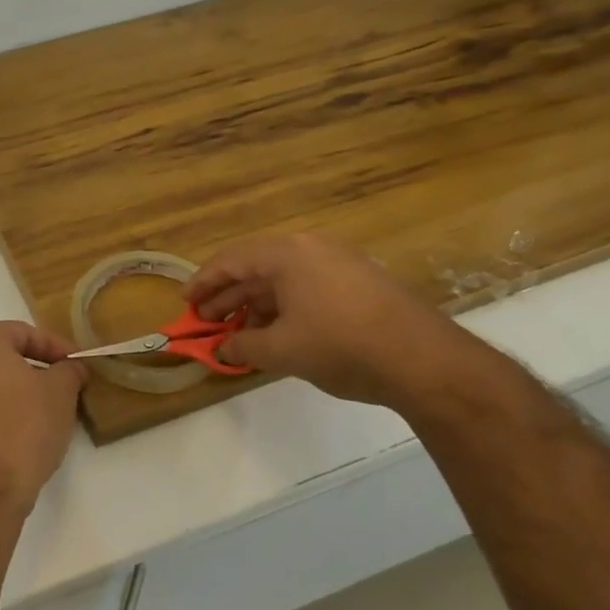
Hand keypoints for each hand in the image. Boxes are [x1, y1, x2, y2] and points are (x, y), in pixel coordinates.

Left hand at [0, 322, 86, 512]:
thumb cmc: (25, 425)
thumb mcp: (61, 392)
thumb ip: (68, 371)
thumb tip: (70, 367)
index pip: (20, 331)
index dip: (53, 345)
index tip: (74, 364)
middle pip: (0, 358)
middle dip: (33, 370)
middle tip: (61, 388)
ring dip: (15, 395)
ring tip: (43, 415)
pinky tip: (18, 438)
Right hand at [185, 234, 476, 409]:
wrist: (425, 361)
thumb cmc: (341, 347)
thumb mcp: (281, 351)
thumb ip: (242, 347)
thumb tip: (221, 351)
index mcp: (287, 255)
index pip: (230, 260)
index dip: (202, 283)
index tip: (185, 304)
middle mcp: (311, 249)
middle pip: (255, 267)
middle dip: (227, 296)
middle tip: (206, 322)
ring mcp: (339, 263)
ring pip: (282, 279)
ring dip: (254, 304)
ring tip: (238, 333)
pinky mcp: (359, 282)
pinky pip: (306, 287)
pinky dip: (283, 307)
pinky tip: (276, 333)